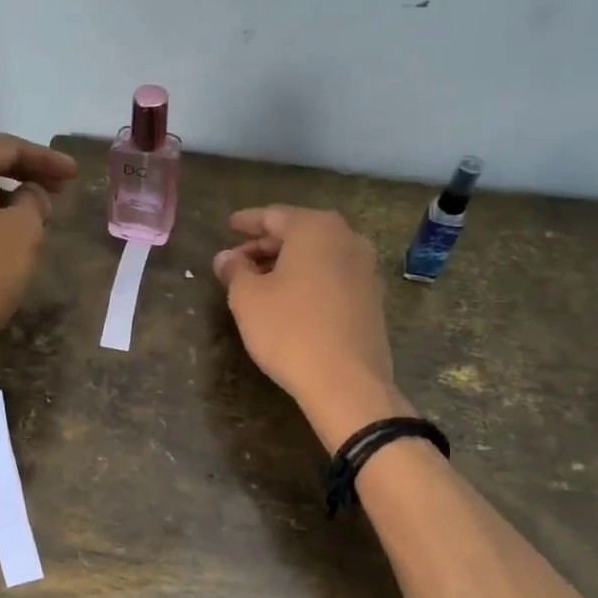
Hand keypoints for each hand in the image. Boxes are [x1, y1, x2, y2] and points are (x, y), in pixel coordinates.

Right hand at [213, 206, 405, 446]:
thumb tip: (226, 258)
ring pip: (317, 256)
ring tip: (258, 281)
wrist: (346, 382)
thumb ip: (234, 270)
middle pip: (298, 233)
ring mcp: (365, 270)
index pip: (273, 216)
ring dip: (287, 264)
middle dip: (265, 245)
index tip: (229, 225)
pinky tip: (288, 300)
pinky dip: (308, 280)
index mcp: (315, 229)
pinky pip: (332, 277)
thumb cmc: (289, 330)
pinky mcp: (371, 299)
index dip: (247, 222)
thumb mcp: (247, 298)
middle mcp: (347, 239)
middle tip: (237, 260)